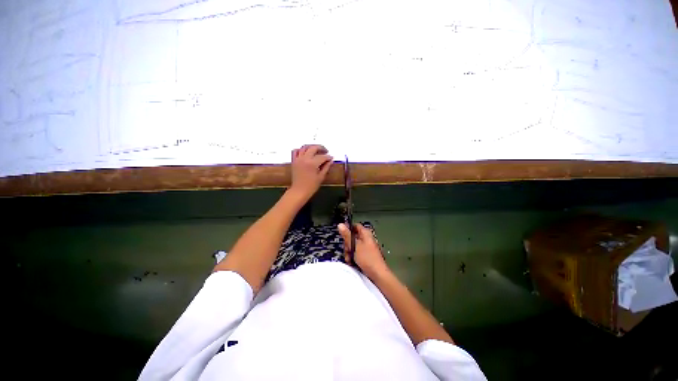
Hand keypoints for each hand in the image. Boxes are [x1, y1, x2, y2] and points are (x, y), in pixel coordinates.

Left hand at [290, 145, 332, 201]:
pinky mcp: (294, 161)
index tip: (331, 158)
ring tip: (317, 150)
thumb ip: (326, 167)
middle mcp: (305, 159)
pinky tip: (306, 152)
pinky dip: (301, 150)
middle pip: (314, 148)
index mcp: (312, 163)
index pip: (322, 157)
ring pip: (305, 147)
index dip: (328, 157)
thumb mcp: (321, 177)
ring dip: (312, 147)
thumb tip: (330, 160)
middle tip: (326, 151)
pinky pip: (296, 151)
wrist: (299, 191)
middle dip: (321, 148)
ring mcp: (298, 159)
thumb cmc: (311, 186)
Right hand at [338, 223, 389, 278]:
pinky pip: (355, 253)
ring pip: (352, 246)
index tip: (343, 236)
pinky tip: (351, 263)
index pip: (355, 226)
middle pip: (352, 237)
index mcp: (365, 233)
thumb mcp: (355, 245)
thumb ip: (347, 235)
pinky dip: (352, 257)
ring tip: (349, 259)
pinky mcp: (365, 255)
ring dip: (349, 252)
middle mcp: (366, 238)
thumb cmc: (367, 258)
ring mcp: (365, 247)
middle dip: (347, 245)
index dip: (348, 229)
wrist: (377, 274)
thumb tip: (340, 224)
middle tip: (347, 251)